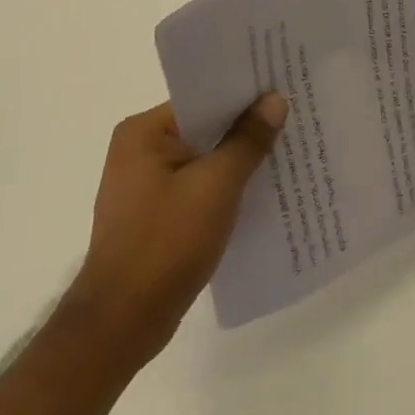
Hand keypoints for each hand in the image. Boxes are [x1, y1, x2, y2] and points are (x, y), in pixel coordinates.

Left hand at [65, 94, 286, 365]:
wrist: (120, 326)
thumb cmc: (165, 244)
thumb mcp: (216, 186)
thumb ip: (248, 140)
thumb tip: (275, 100)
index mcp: (144, 132)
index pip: (204, 97)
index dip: (245, 93)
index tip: (283, 87)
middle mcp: (139, 150)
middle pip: (205, 126)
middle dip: (246, 126)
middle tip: (294, 115)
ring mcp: (145, 184)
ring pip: (205, 157)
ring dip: (238, 158)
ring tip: (286, 148)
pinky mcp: (155, 214)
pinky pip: (199, 184)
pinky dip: (226, 185)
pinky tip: (260, 189)